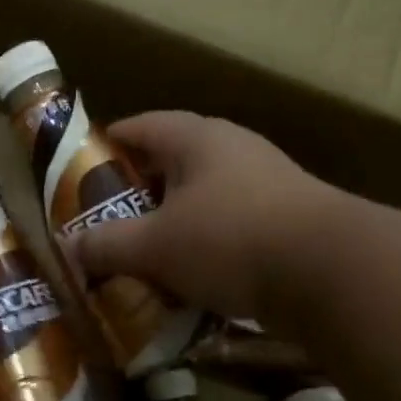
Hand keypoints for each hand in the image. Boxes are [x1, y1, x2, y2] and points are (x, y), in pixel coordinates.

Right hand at [67, 111, 346, 320]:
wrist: (331, 273)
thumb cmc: (229, 240)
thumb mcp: (155, 245)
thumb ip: (107, 244)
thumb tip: (69, 246)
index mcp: (197, 140)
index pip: (143, 125)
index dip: (109, 142)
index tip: (82, 165)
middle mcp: (234, 150)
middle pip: (173, 161)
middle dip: (139, 189)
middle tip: (108, 216)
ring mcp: (267, 183)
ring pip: (203, 196)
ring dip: (172, 220)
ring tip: (144, 249)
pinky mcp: (288, 220)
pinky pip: (230, 225)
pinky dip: (204, 244)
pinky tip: (190, 275)